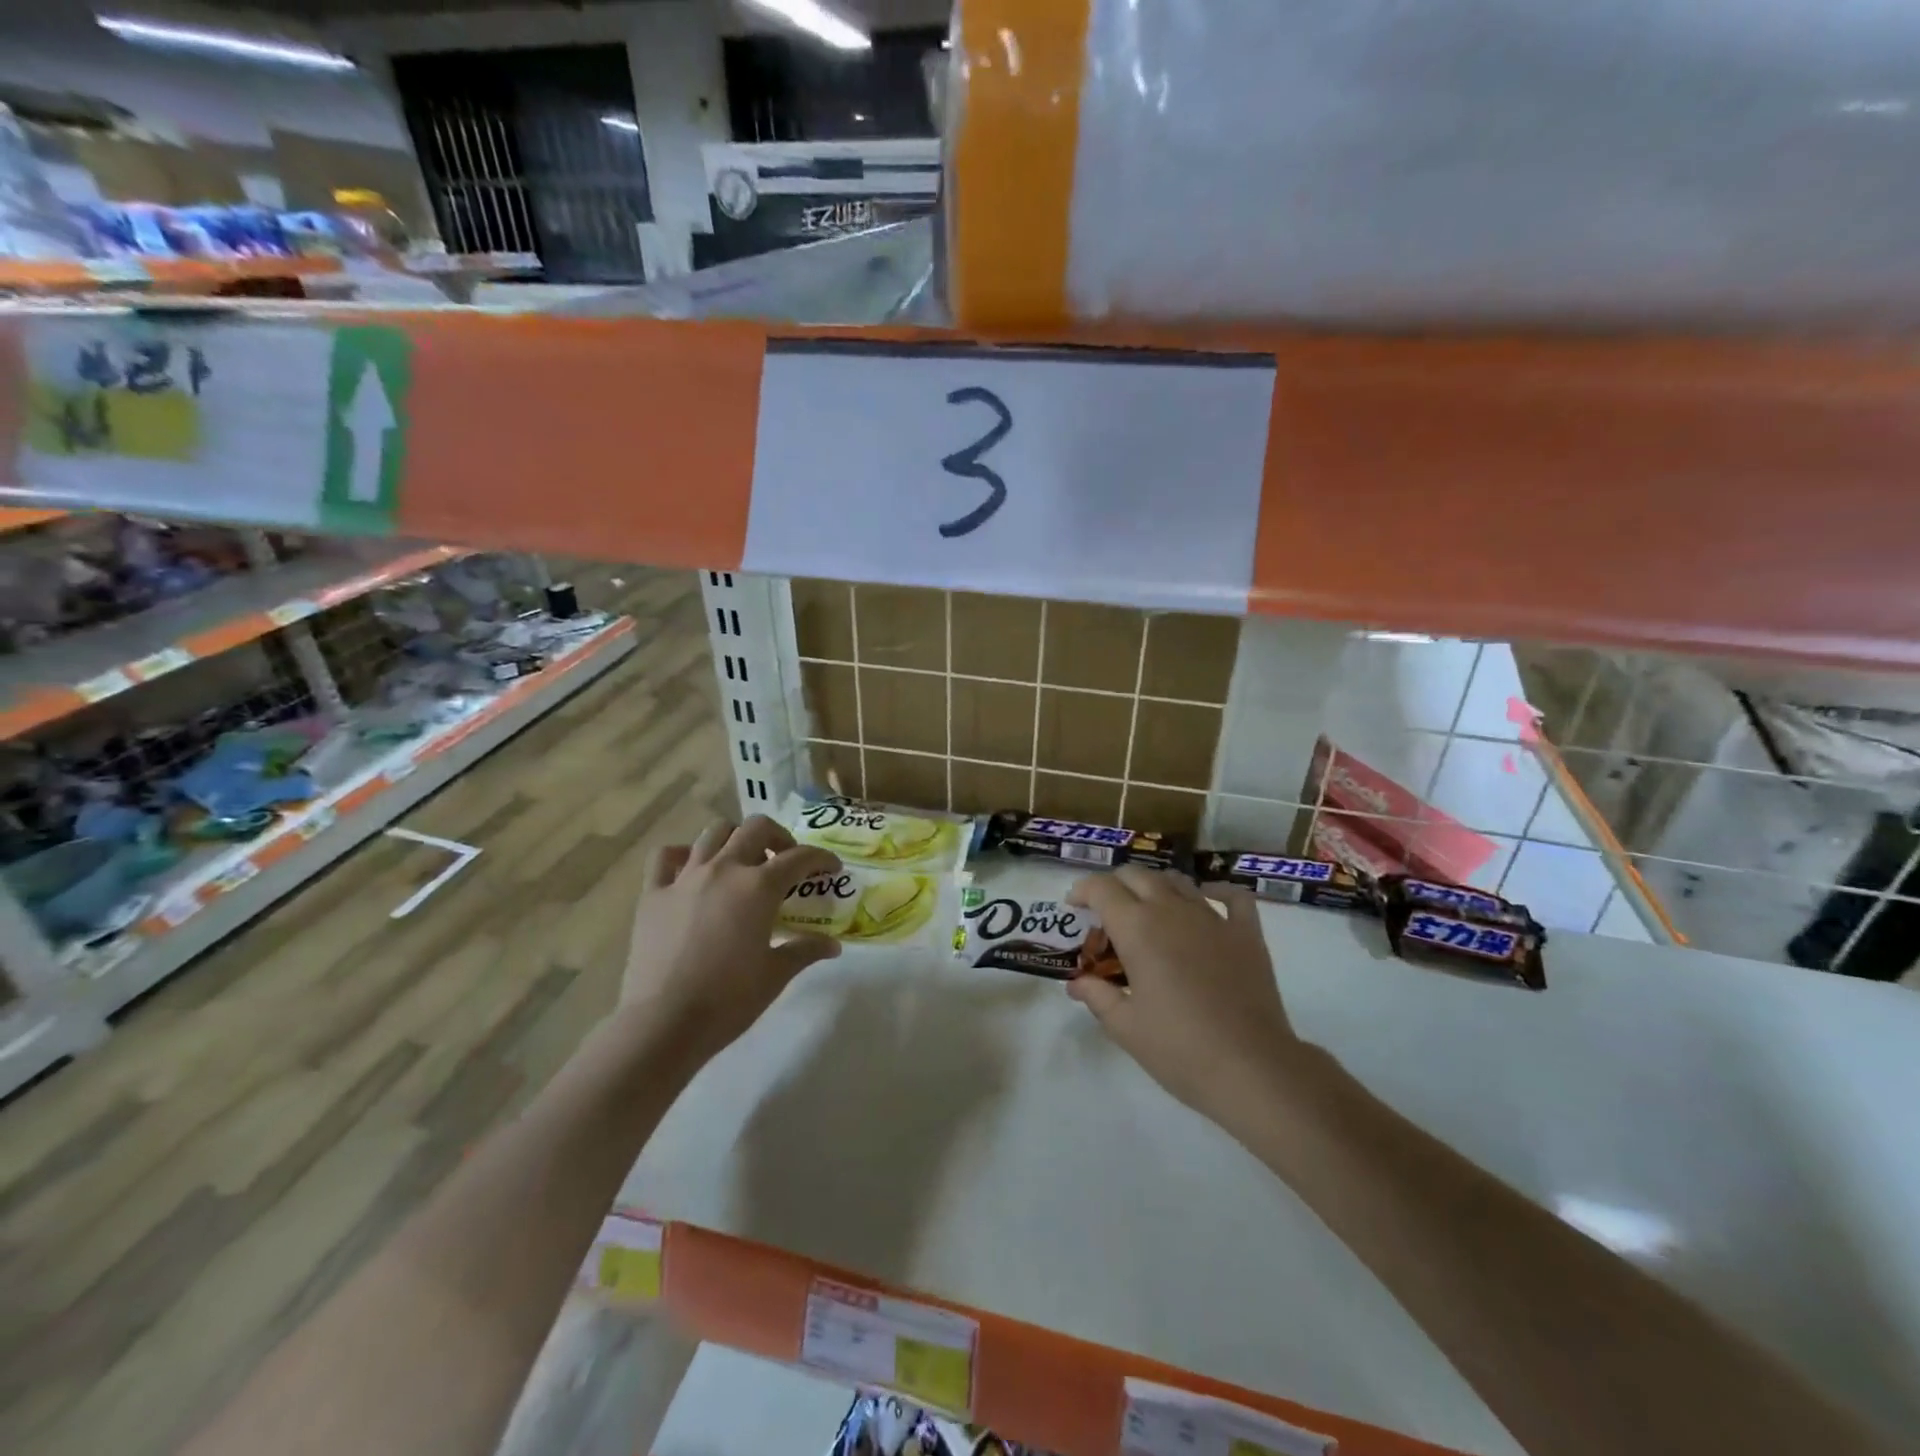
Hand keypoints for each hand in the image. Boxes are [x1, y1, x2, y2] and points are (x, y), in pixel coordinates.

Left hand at [623, 816, 841, 1066]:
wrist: (664, 1023)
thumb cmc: (728, 1000)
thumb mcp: (776, 975)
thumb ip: (805, 951)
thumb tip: (832, 945)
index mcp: (759, 887)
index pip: (800, 857)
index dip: (821, 859)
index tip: (831, 868)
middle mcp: (724, 869)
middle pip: (756, 828)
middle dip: (778, 836)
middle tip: (785, 860)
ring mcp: (685, 877)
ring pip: (713, 832)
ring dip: (735, 839)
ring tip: (742, 862)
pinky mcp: (653, 893)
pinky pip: (666, 856)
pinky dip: (683, 854)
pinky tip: (692, 869)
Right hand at [1066, 868, 1305, 1122]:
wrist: (1251, 1068)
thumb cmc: (1180, 1049)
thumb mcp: (1125, 1027)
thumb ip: (1097, 996)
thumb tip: (1077, 982)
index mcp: (1137, 928)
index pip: (1101, 888)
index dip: (1082, 891)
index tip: (1074, 907)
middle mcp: (1172, 910)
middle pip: (1137, 875)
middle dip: (1115, 886)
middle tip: (1106, 914)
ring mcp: (1213, 918)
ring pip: (1177, 881)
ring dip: (1155, 887)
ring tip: (1149, 910)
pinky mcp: (1246, 933)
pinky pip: (1232, 897)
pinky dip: (1216, 891)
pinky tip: (1207, 901)